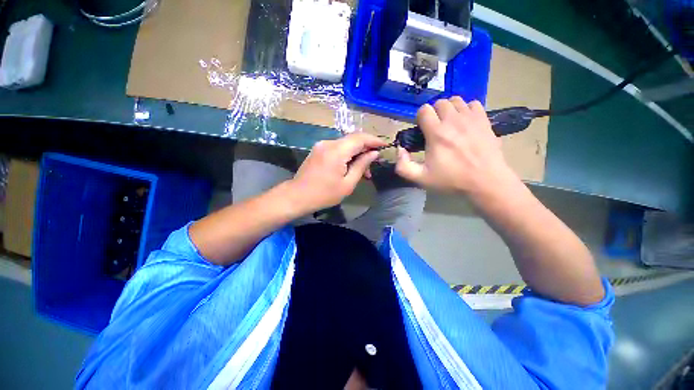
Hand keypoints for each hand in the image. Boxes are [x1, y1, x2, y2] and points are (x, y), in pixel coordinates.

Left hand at [287, 133, 385, 212]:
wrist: (298, 196)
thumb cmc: (324, 194)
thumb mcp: (348, 183)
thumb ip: (362, 165)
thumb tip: (374, 153)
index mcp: (337, 151)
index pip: (360, 138)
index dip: (374, 140)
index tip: (384, 146)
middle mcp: (329, 143)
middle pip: (353, 139)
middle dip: (366, 149)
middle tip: (374, 164)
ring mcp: (322, 145)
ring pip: (345, 144)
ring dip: (356, 154)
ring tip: (363, 171)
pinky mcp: (318, 150)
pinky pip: (337, 148)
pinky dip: (347, 155)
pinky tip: (350, 167)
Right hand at [395, 97, 516, 195]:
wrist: (485, 181)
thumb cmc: (451, 180)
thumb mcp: (421, 178)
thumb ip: (403, 166)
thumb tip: (400, 150)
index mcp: (436, 134)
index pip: (424, 110)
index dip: (420, 118)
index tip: (423, 130)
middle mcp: (453, 121)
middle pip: (439, 103)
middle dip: (434, 113)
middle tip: (435, 127)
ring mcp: (471, 118)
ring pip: (456, 100)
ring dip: (449, 109)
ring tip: (450, 123)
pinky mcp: (484, 120)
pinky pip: (473, 103)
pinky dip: (466, 109)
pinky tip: (465, 122)